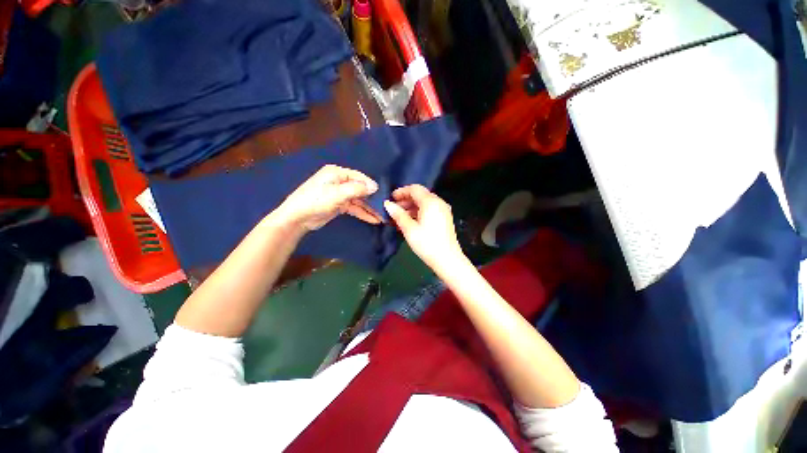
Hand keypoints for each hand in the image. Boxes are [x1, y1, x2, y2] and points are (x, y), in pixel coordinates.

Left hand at [274, 165, 380, 231]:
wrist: (297, 218)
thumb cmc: (316, 201)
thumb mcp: (337, 194)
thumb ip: (357, 189)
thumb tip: (375, 186)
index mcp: (337, 173)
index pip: (359, 177)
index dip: (371, 185)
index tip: (383, 195)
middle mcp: (339, 181)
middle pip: (360, 189)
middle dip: (372, 199)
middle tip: (385, 207)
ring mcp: (339, 194)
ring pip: (358, 200)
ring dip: (369, 208)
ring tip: (381, 216)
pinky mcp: (339, 205)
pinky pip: (354, 207)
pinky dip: (362, 213)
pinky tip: (373, 219)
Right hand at [383, 185, 464, 270]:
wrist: (447, 259)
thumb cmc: (427, 243)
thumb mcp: (409, 229)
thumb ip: (398, 214)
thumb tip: (387, 204)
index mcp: (430, 202)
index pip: (414, 189)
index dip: (401, 191)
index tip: (390, 198)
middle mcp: (439, 202)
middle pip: (420, 195)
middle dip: (406, 200)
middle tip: (393, 208)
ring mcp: (443, 210)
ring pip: (425, 203)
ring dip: (411, 207)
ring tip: (399, 217)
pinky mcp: (444, 218)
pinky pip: (430, 209)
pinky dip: (419, 212)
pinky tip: (410, 221)